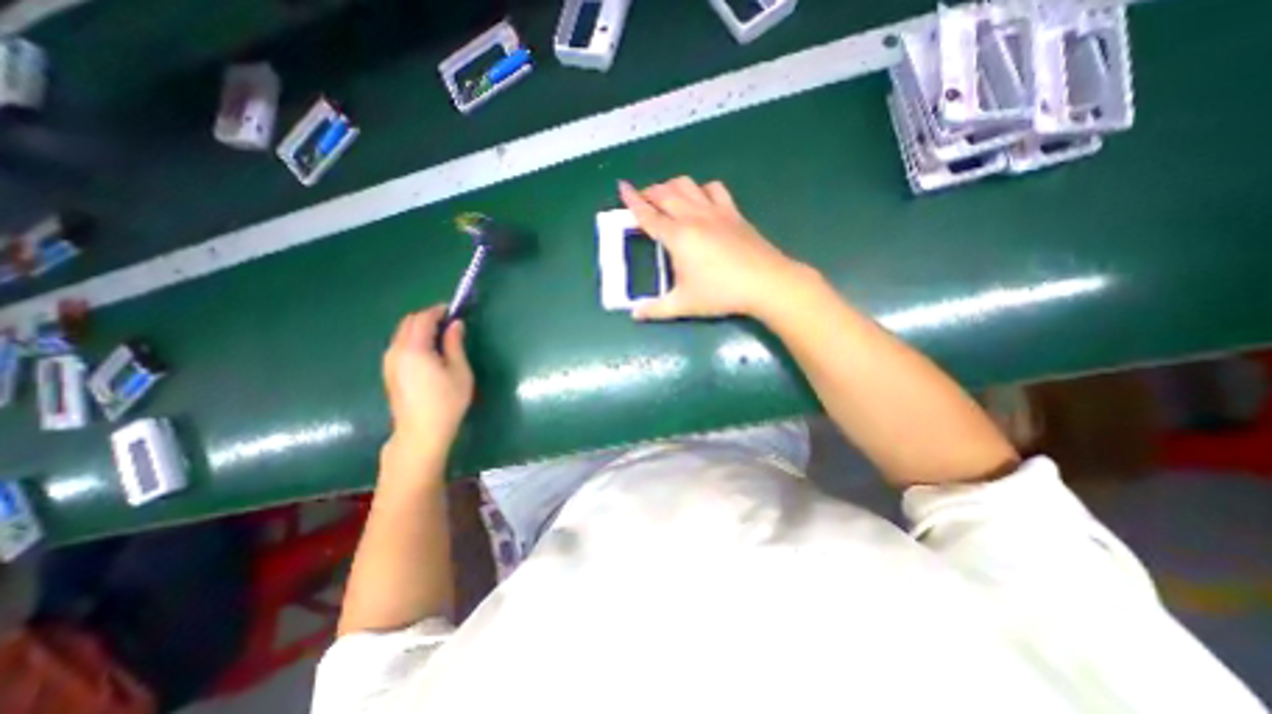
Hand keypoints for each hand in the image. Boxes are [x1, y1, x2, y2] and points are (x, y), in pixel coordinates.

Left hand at [382, 303, 476, 457]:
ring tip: (441, 336)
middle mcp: (395, 351)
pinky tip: (428, 351)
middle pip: (408, 323)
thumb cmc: (447, 402)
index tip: (453, 310)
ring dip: (419, 328)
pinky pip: (399, 345)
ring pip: (401, 334)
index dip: (438, 310)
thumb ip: (455, 344)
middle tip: (449, 322)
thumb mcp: (460, 371)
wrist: (421, 432)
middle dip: (427, 317)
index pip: (422, 318)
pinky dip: (413, 339)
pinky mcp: (388, 372)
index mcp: (414, 349)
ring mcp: (388, 362)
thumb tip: (455, 324)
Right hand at [616, 177, 803, 318]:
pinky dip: (702, 189)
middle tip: (641, 198)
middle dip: (649, 192)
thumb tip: (634, 315)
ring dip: (672, 186)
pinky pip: (715, 189)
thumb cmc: (720, 293)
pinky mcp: (733, 213)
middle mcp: (693, 217)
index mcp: (677, 236)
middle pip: (665, 194)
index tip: (622, 186)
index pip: (648, 214)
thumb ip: (655, 309)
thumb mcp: (683, 305)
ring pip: (688, 185)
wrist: (764, 282)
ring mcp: (715, 211)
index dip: (632, 200)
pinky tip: (701, 200)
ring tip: (667, 196)